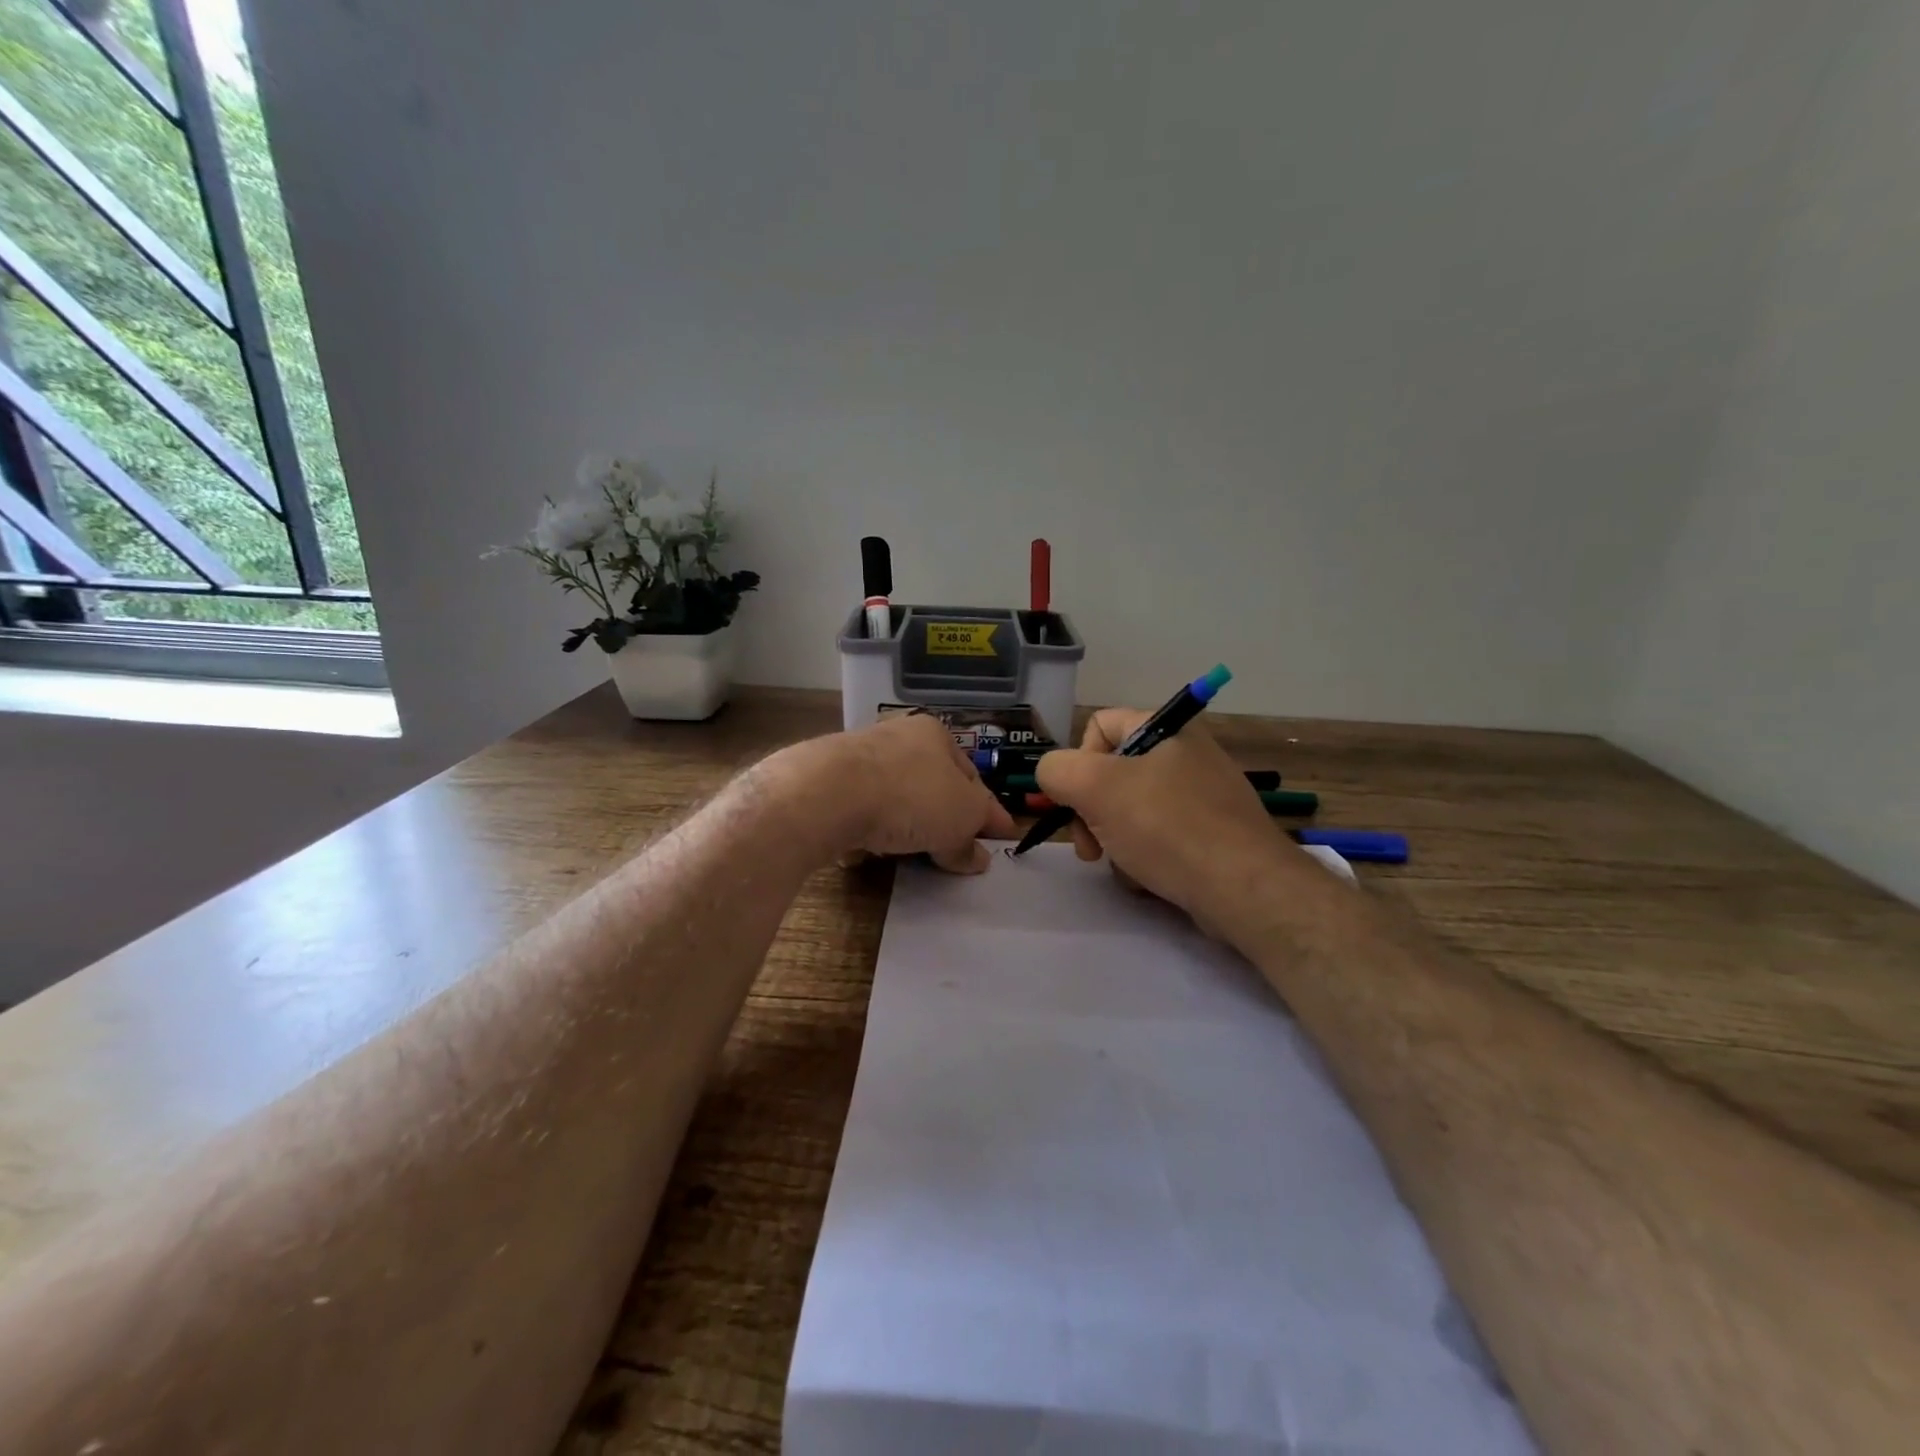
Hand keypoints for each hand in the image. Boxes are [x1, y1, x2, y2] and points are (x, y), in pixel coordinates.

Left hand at [787, 713, 1016, 872]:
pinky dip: (868, 831)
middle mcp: (897, 738)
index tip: (1000, 837)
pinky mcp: (827, 785)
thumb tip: (977, 859)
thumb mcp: (959, 819)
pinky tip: (869, 851)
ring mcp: (858, 760)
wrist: (827, 794)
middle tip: (955, 851)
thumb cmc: (909, 795)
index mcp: (936, 734)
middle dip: (944, 818)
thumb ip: (970, 839)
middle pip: (932, 786)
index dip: (989, 811)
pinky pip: (859, 813)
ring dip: (905, 825)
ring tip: (911, 854)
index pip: (972, 777)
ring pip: (895, 799)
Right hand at [1035, 708, 1297, 930]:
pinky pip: (1161, 836)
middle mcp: (1187, 754)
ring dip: (1115, 839)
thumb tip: (1053, 775)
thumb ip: (1057, 770)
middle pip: (1113, 773)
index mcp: (1166, 728)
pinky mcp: (1213, 834)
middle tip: (1090, 848)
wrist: (1244, 889)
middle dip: (1092, 812)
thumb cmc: (1167, 827)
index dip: (1078, 762)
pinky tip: (1149, 878)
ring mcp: (1204, 795)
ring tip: (1125, 866)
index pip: (1099, 725)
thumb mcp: (1095, 788)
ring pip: (1132, 809)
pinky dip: (1145, 856)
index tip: (1078, 801)